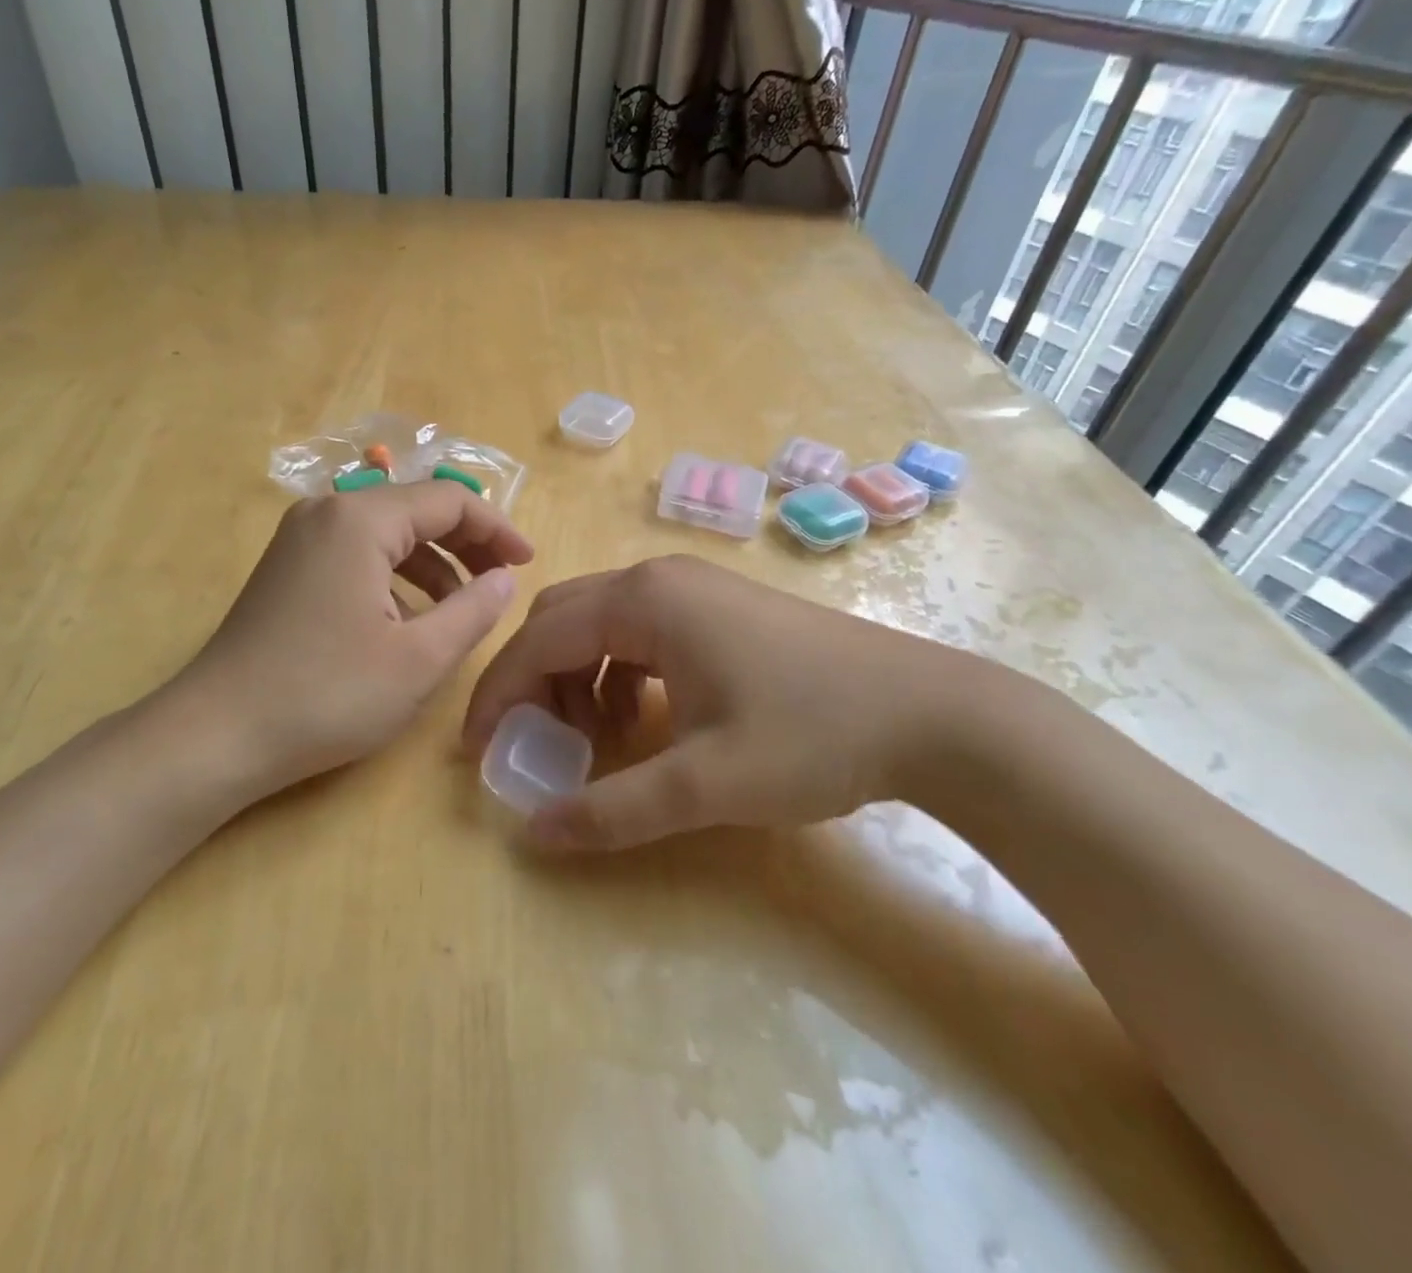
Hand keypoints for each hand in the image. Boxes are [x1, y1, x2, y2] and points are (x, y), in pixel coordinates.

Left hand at [167, 482, 533, 800]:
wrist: (217, 735)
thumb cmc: (327, 694)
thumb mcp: (419, 659)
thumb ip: (474, 611)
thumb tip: (505, 579)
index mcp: (361, 519)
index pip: (449, 499)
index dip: (497, 529)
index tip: (528, 564)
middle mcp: (328, 512)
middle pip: (416, 509)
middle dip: (467, 544)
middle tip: (501, 584)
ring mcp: (300, 539)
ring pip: (387, 534)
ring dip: (432, 564)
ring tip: (460, 610)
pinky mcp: (288, 568)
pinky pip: (358, 555)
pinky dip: (395, 578)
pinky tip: (408, 620)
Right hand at [463, 555, 1004, 850]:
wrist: (934, 714)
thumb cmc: (813, 736)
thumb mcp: (705, 784)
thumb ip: (612, 809)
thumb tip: (533, 833)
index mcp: (644, 602)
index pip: (538, 640)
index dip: (498, 695)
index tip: (477, 751)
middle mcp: (658, 579)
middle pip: (560, 620)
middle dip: (534, 682)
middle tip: (535, 744)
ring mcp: (692, 588)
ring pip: (599, 623)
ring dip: (578, 678)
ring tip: (596, 741)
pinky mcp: (718, 607)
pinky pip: (639, 631)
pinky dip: (618, 672)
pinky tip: (644, 719)